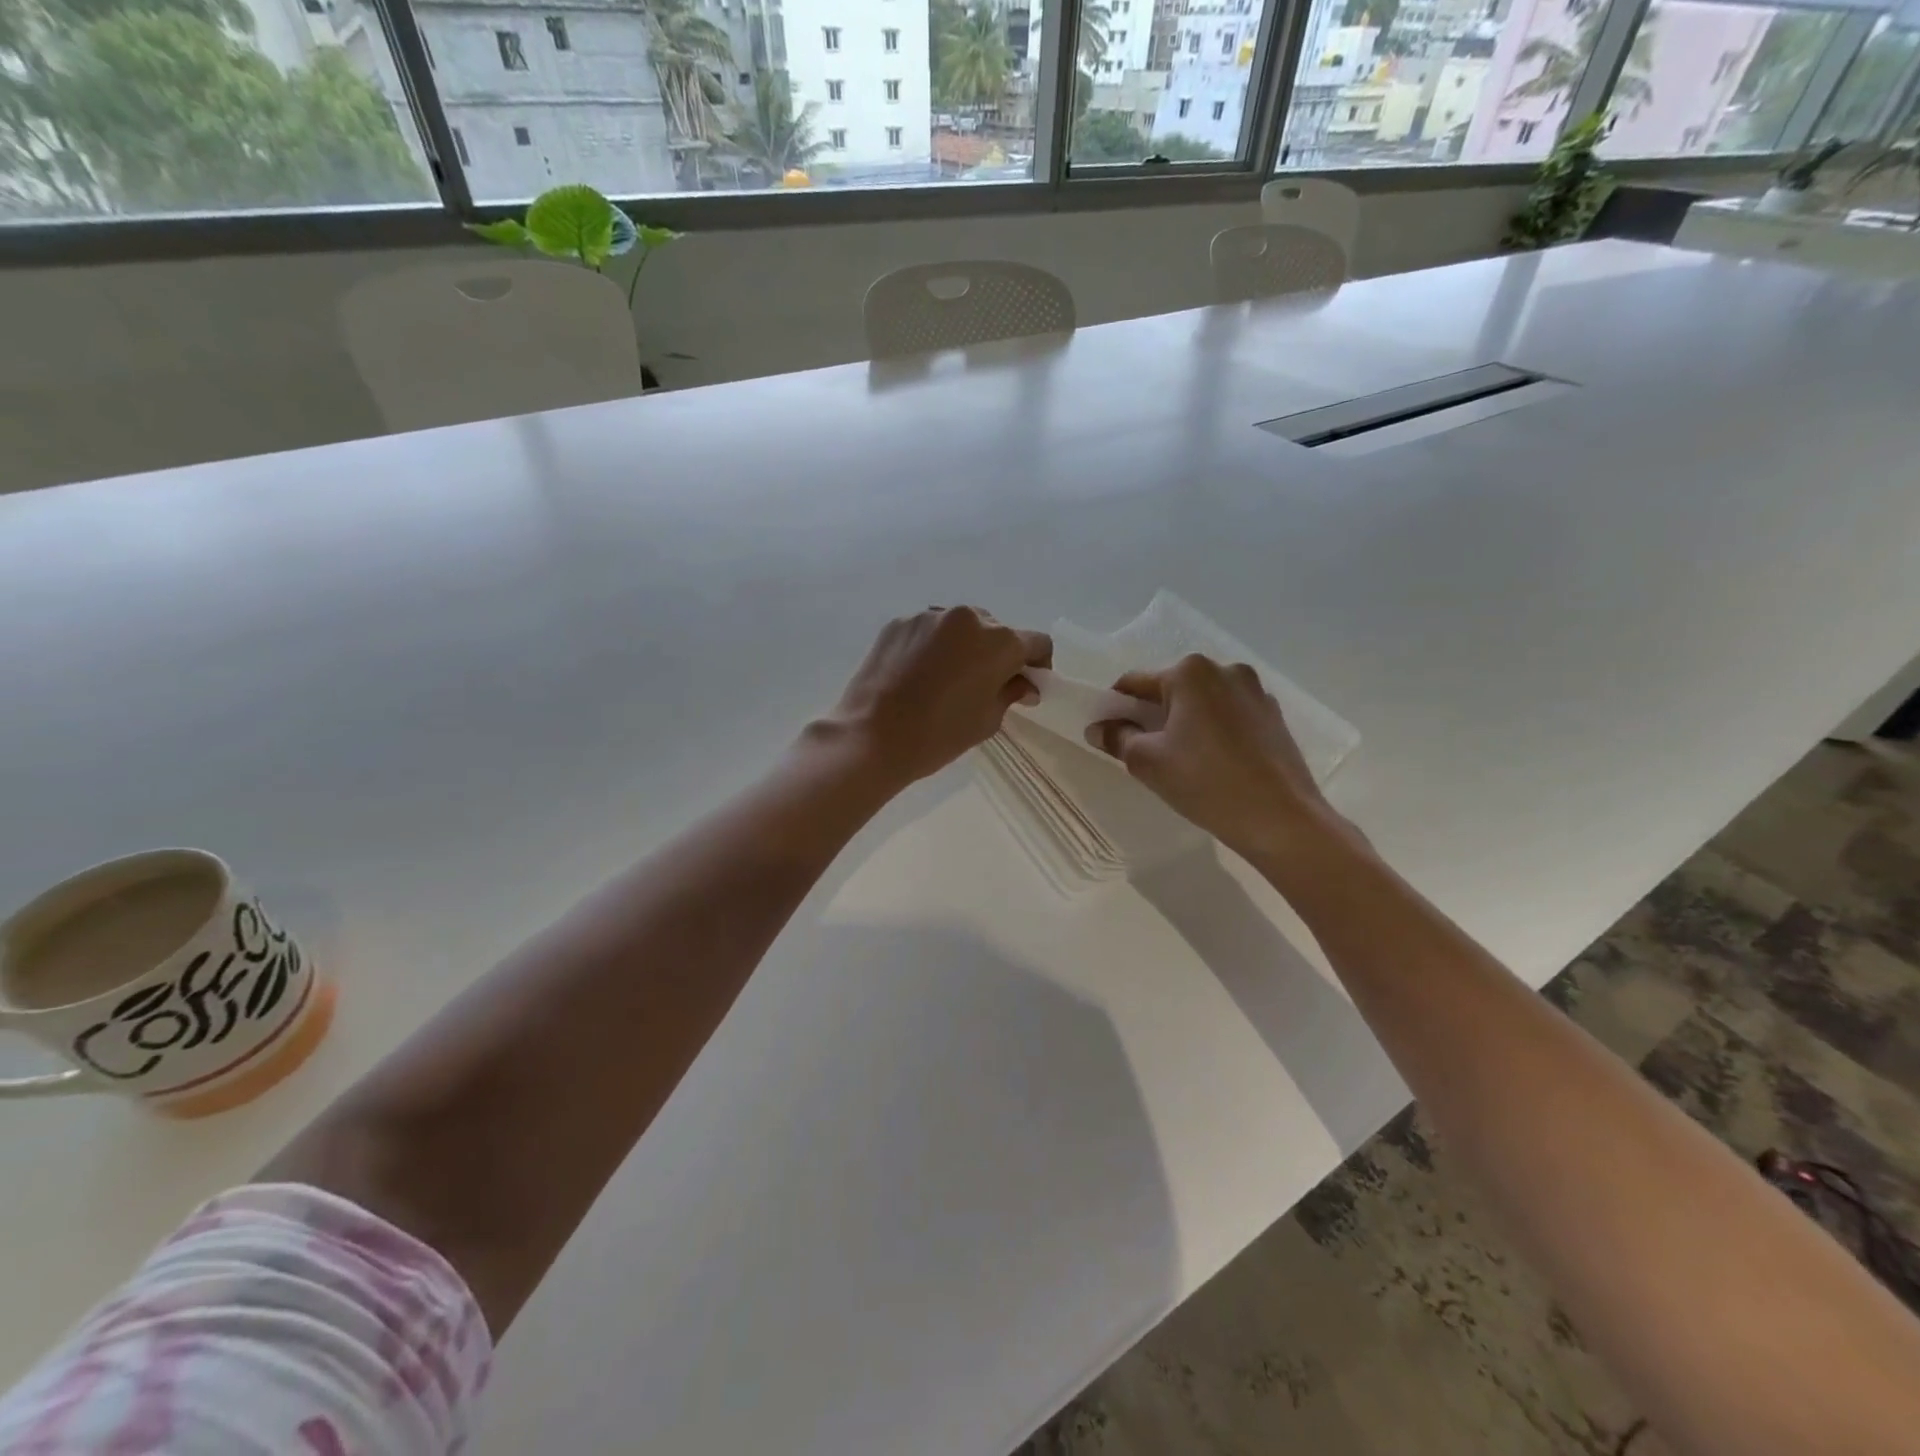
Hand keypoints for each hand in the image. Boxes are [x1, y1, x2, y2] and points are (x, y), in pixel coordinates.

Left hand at [828, 607, 1051, 786]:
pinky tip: (919, 674)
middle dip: (998, 653)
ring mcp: (930, 616)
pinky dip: (933, 646)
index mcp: (999, 642)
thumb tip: (1025, 685)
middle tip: (986, 684)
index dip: (1038, 663)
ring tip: (948, 678)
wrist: (871, 735)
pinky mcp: (899, 622)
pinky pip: (929, 630)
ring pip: (960, 626)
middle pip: (996, 630)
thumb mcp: (986, 720)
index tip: (1027, 684)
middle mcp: (968, 618)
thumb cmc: (938, 734)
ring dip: (964, 646)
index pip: (1036, 642)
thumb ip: (1011, 694)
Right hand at [1087, 655, 1353, 863]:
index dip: (1116, 708)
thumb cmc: (1205, 782)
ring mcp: (1255, 692)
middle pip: (1172, 690)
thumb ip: (1117, 737)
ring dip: (1185, 723)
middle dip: (1153, 716)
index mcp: (1190, 672)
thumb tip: (1098, 728)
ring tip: (1181, 761)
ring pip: (1202, 703)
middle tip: (1144, 752)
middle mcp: (1225, 670)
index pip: (1136, 683)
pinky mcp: (1274, 716)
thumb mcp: (1147, 761)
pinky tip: (1213, 764)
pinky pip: (1229, 717)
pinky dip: (1214, 732)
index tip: (1109, 734)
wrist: (1281, 819)